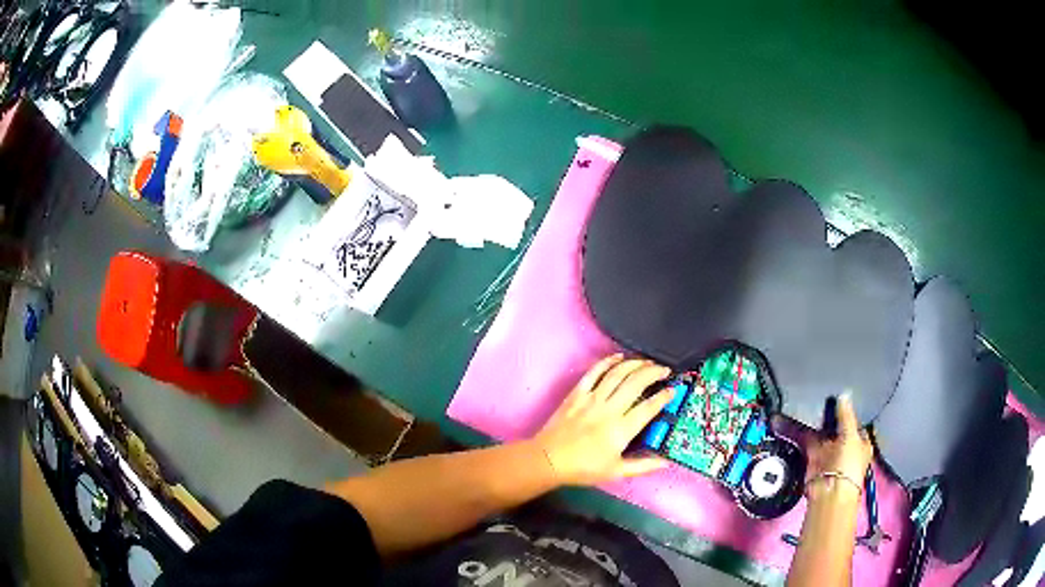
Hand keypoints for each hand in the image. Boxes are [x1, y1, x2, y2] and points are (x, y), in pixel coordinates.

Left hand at [532, 354, 674, 485]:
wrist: (548, 460)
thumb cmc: (583, 469)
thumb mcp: (616, 472)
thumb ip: (643, 466)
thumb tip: (666, 462)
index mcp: (621, 430)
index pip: (649, 408)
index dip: (664, 397)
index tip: (673, 390)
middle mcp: (609, 410)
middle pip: (636, 383)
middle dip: (653, 372)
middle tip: (664, 370)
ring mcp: (592, 399)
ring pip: (617, 373)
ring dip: (635, 364)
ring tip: (647, 361)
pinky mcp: (577, 393)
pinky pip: (594, 372)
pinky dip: (608, 361)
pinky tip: (619, 357)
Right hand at [804, 394, 873, 497]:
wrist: (828, 491)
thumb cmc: (848, 465)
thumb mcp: (851, 436)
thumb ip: (846, 415)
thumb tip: (844, 394)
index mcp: (861, 443)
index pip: (856, 422)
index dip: (849, 410)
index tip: (840, 394)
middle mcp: (846, 447)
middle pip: (838, 427)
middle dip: (831, 415)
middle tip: (824, 394)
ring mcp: (829, 453)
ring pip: (823, 433)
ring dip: (818, 423)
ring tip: (811, 401)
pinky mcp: (814, 458)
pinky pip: (810, 441)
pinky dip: (805, 432)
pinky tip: (802, 417)